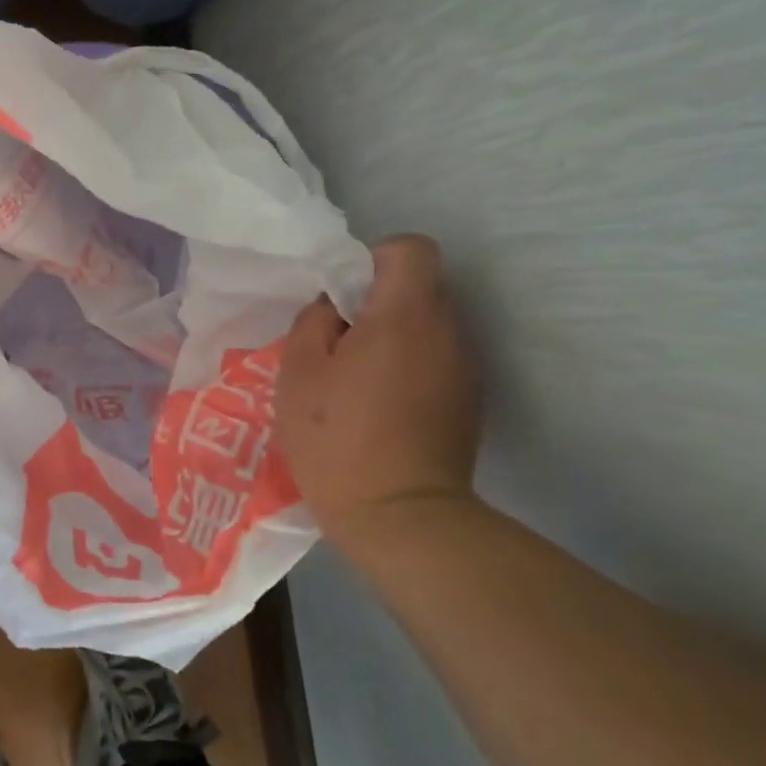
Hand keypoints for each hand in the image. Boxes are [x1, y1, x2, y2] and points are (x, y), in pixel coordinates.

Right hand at [278, 236, 482, 540]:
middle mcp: (447, 331)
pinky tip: (379, 405)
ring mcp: (464, 369)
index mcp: (405, 315)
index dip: (374, 257)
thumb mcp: (298, 373)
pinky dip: (408, 365)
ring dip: (392, 335)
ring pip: (427, 325)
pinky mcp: (467, 401)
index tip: (343, 293)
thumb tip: (332, 307)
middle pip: (420, 286)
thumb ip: (312, 322)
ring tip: (355, 377)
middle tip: (337, 340)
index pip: (411, 248)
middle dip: (376, 300)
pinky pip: (435, 359)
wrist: (401, 517)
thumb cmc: (337, 439)